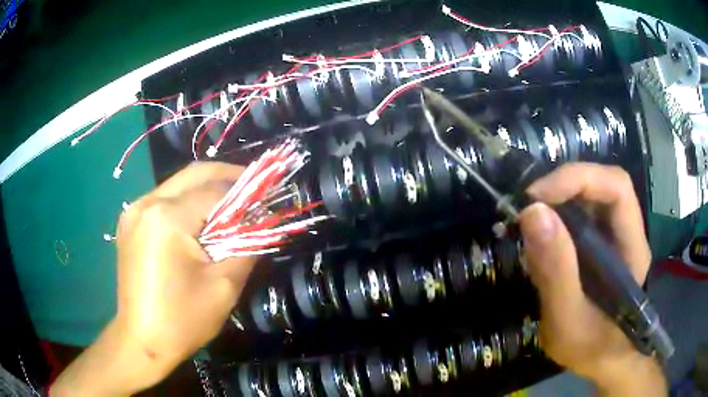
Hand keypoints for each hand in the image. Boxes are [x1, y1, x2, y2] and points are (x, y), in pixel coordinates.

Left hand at [52, 162, 255, 395]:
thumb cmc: (183, 319)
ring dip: (206, 188)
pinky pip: (163, 200)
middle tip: (253, 185)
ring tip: (231, 202)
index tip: (268, 193)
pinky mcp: (130, 222)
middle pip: (193, 174)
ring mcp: (134, 211)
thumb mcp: (224, 287)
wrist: (142, 341)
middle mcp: (146, 203)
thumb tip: (261, 222)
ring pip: (177, 184)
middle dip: (226, 175)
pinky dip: (186, 201)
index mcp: (167, 218)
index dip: (245, 191)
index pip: (215, 191)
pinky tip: (200, 218)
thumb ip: (246, 246)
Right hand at [518, 163, 665, 395]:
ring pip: (587, 200)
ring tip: (529, 230)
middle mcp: (626, 232)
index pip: (616, 187)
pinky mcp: (599, 246)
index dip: (578, 179)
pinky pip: (578, 219)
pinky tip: (540, 245)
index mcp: (632, 246)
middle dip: (562, 189)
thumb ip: (555, 272)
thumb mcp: (568, 321)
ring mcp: (613, 238)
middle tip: (526, 210)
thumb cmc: (592, 348)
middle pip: (600, 185)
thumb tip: (531, 212)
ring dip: (556, 204)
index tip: (536, 198)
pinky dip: (555, 223)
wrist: (603, 361)